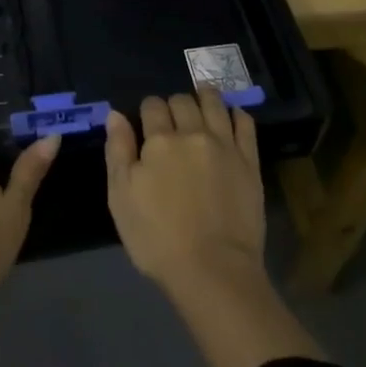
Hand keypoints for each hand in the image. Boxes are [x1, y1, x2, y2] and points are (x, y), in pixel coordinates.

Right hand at [106, 87, 320, 366]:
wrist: (213, 270)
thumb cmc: (157, 238)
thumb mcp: (121, 197)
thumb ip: (117, 151)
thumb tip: (116, 115)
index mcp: (159, 141)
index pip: (152, 106)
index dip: (147, 110)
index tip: (147, 122)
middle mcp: (193, 133)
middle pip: (182, 101)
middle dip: (174, 104)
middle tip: (172, 119)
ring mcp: (225, 145)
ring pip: (215, 103)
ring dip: (205, 96)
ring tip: (202, 98)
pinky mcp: (250, 161)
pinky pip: (245, 123)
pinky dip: (236, 113)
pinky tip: (231, 115)